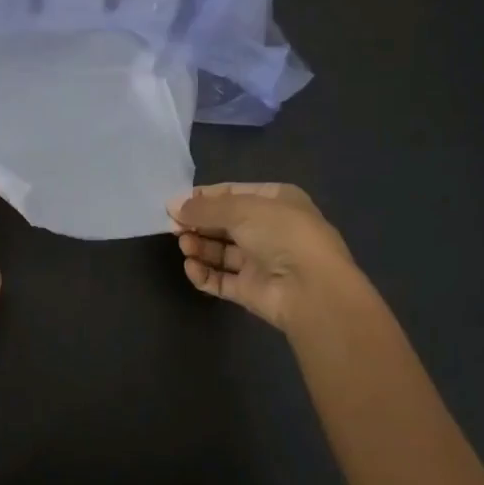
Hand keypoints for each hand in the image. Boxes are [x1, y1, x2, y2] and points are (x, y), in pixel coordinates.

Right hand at [169, 182, 367, 335]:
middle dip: (198, 224)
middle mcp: (270, 229)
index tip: (175, 203)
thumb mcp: (241, 209)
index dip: (203, 198)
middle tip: (173, 226)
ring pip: (220, 251)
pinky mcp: (251, 290)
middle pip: (224, 223)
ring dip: (199, 246)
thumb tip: (172, 205)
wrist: (310, 289)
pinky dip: (204, 273)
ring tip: (185, 245)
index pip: (232, 194)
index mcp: (276, 201)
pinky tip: (192, 267)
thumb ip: (204, 207)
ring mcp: (261, 262)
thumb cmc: (281, 234)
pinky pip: (221, 279)